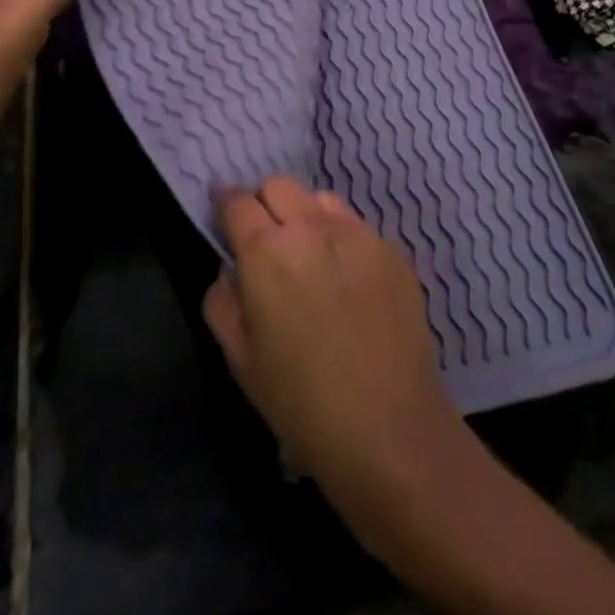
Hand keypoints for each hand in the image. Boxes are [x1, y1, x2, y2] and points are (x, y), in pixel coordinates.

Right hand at [203, 178, 463, 495]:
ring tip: (310, 259)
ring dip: (305, 217)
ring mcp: (357, 234)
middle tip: (266, 242)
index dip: (225, 205)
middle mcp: (311, 228)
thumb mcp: (240, 360)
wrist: (389, 430)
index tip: (224, 218)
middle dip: (264, 205)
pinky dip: (341, 240)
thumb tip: (231, 270)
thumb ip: (223, 300)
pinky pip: (356, 226)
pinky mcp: (392, 250)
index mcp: (266, 252)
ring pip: (319, 199)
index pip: (237, 201)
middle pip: (278, 185)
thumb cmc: (301, 403)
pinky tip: (348, 284)